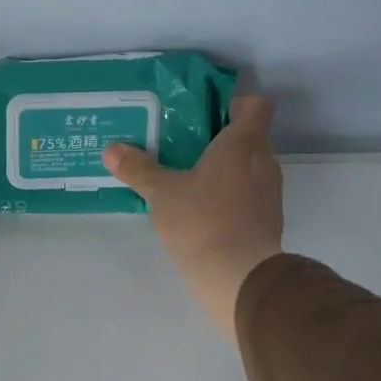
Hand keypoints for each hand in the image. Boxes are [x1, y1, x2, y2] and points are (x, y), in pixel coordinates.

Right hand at [102, 95, 283, 341]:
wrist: (239, 276)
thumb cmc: (202, 221)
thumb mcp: (161, 193)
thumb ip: (138, 169)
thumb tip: (111, 150)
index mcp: (243, 144)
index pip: (256, 106)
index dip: (236, 104)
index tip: (209, 115)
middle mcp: (264, 162)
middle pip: (250, 138)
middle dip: (221, 142)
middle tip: (186, 150)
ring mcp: (270, 194)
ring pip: (249, 170)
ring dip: (225, 173)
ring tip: (190, 184)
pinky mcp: (268, 222)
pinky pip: (249, 197)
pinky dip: (230, 199)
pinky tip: (203, 215)